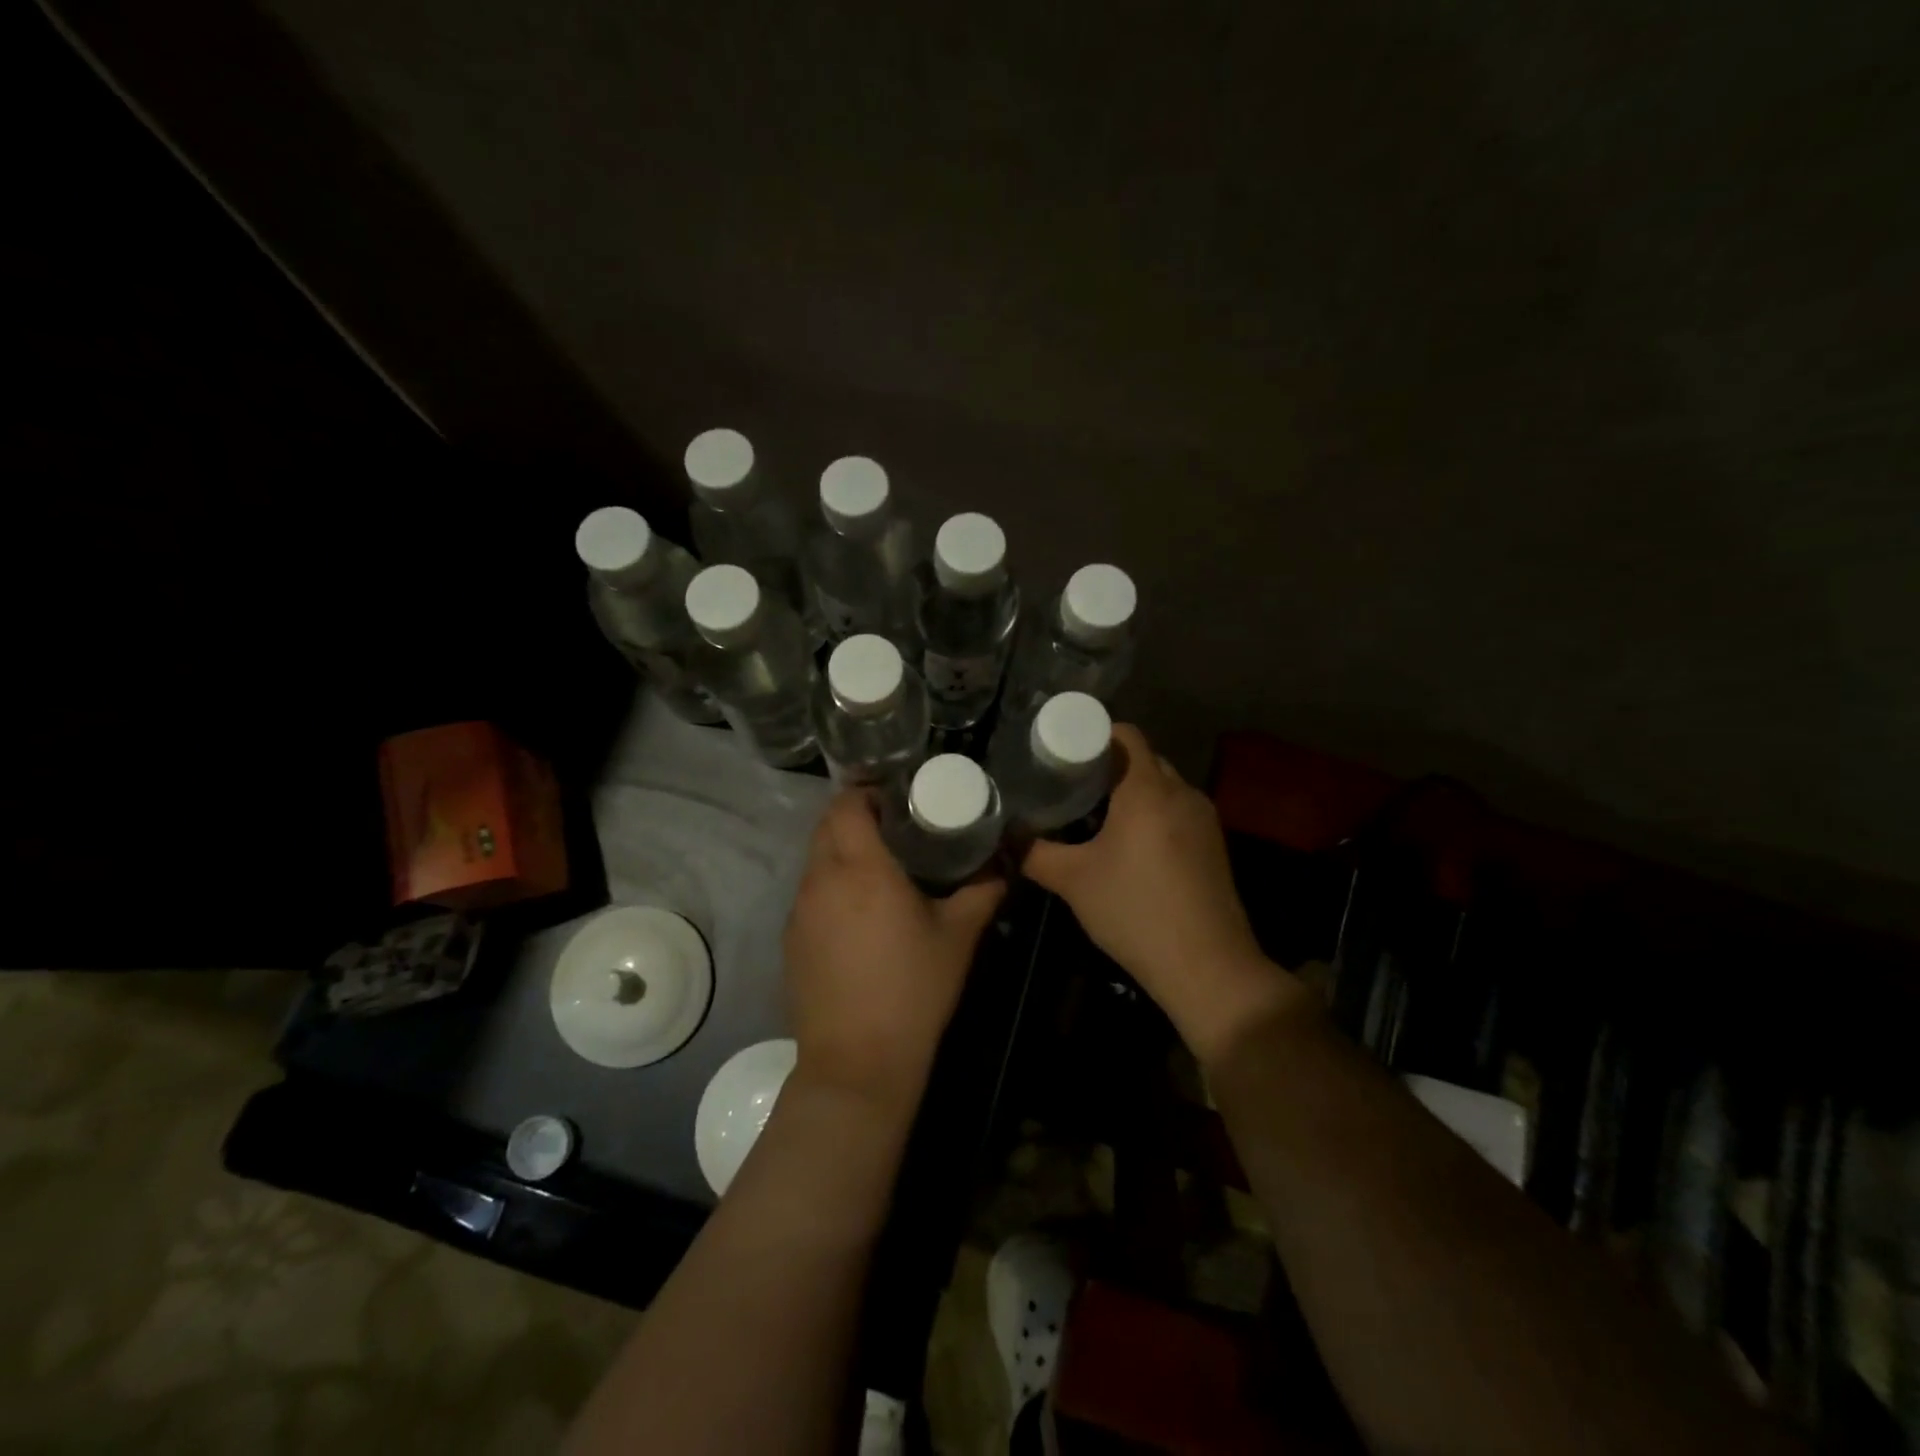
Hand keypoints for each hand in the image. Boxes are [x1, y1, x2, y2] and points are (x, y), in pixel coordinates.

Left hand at [783, 791, 1005, 1112]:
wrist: (857, 1062)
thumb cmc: (913, 990)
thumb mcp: (958, 936)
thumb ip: (982, 890)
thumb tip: (1003, 863)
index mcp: (861, 868)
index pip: (847, 804)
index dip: (867, 792)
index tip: (897, 800)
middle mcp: (821, 879)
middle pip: (826, 825)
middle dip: (855, 816)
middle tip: (894, 829)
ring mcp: (799, 910)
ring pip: (815, 859)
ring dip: (841, 851)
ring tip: (879, 868)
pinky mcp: (790, 939)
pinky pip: (808, 892)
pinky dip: (830, 885)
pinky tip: (858, 914)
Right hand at [1022, 725, 1300, 1062]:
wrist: (1207, 966)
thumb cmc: (1135, 911)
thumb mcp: (1073, 881)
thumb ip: (1034, 852)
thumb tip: (1005, 835)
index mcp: (1148, 789)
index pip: (1125, 734)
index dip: (1092, 734)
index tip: (1062, 752)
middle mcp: (1181, 793)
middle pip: (1143, 758)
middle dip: (1108, 765)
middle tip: (1069, 784)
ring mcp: (1204, 819)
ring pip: (1162, 786)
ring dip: (1131, 791)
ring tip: (1094, 814)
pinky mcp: (1213, 845)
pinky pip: (1176, 811)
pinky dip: (1152, 813)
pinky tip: (1129, 845)